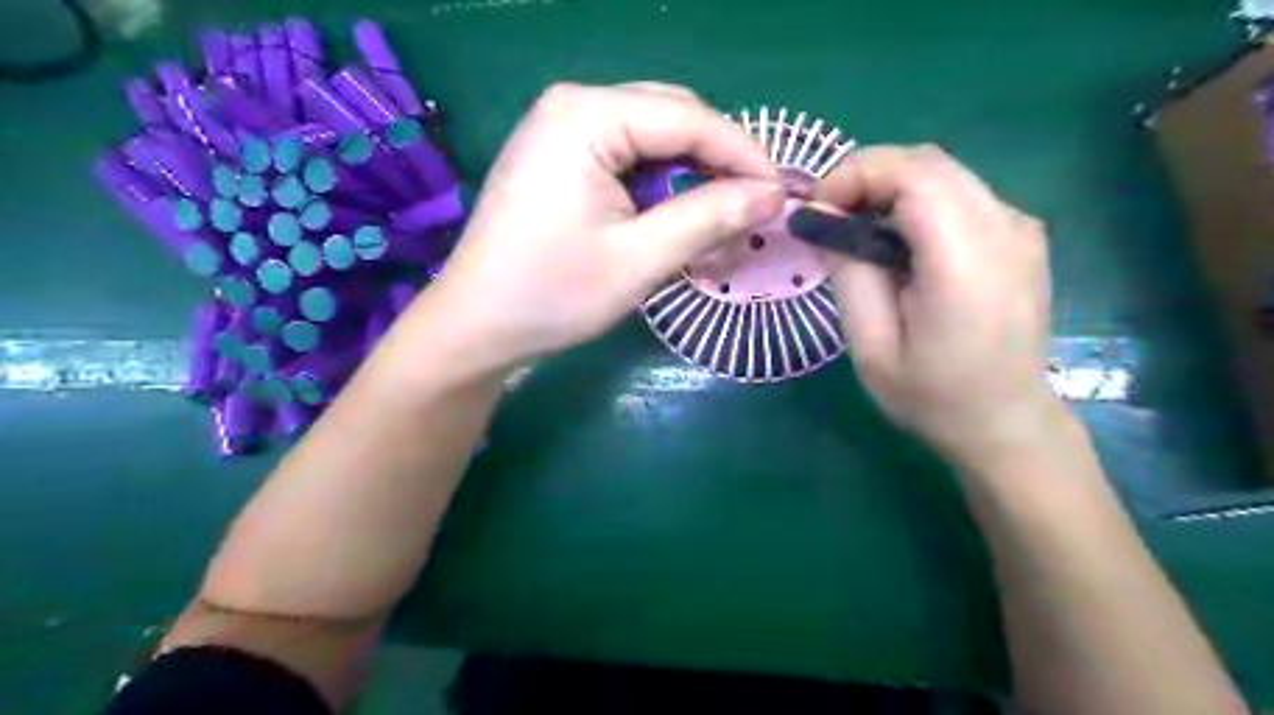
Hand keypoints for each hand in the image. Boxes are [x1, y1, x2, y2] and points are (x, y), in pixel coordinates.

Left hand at [423, 85, 787, 369]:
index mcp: (587, 116)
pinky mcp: (560, 159)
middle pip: (673, 121)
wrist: (476, 326)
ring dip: (690, 181)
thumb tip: (773, 196)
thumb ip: (708, 218)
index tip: (784, 196)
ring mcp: (562, 130)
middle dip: (717, 166)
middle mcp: (574, 106)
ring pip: (653, 141)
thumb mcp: (639, 259)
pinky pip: (627, 160)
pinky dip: (659, 190)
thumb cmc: (552, 294)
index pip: (690, 119)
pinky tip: (674, 223)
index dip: (744, 156)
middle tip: (752, 214)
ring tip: (716, 228)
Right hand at [809, 145, 1067, 469]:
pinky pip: (960, 194)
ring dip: (890, 187)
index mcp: (966, 264)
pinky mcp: (1021, 234)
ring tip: (855, 228)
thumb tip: (824, 220)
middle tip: (830, 216)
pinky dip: (916, 201)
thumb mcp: (871, 347)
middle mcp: (1006, 230)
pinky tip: (895, 240)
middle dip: (868, 176)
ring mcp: (1021, 228)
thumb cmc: (932, 396)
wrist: (1006, 422)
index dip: (857, 174)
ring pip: (944, 173)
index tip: (818, 208)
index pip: (915, 175)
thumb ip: (849, 275)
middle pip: (929, 163)